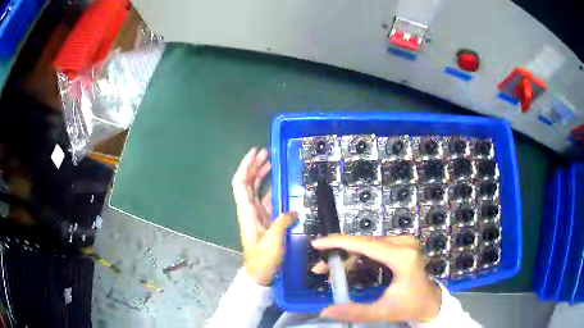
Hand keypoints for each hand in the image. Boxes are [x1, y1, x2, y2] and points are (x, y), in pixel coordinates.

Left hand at [232, 148, 297, 285]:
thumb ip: (283, 222)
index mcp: (247, 212)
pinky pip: (265, 199)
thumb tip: (294, 211)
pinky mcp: (264, 219)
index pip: (241, 183)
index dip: (245, 166)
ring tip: (271, 162)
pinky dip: (270, 188)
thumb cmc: (264, 259)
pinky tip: (279, 183)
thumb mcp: (274, 241)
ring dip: (260, 175)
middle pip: (247, 182)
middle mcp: (249, 210)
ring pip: (255, 189)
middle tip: (266, 153)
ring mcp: (256, 214)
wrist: (260, 273)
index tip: (255, 153)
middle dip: (254, 166)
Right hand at [311, 235, 441, 322]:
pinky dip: (358, 256)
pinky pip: (374, 247)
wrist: (430, 300)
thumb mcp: (383, 311)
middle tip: (320, 269)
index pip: (366, 245)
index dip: (339, 242)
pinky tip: (349, 268)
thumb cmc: (410, 305)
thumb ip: (355, 311)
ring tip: (332, 272)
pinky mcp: (402, 245)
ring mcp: (404, 242)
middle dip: (339, 254)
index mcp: (402, 257)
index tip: (317, 243)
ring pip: (367, 245)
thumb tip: (325, 312)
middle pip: (364, 244)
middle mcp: (404, 244)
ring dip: (347, 256)